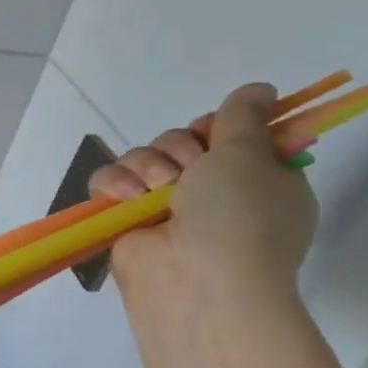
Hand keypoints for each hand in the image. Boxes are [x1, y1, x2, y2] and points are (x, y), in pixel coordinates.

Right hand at [89, 82, 317, 302]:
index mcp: (256, 178)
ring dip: (146, 167)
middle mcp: (211, 190)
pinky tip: (126, 198)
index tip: (217, 134)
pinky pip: (109, 181)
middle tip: (186, 173)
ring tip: (154, 192)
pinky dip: (114, 184)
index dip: (218, 127)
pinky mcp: (125, 219)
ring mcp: (165, 206)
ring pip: (141, 157)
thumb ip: (244, 118)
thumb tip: (258, 89)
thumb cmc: (238, 217)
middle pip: (179, 141)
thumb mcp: (250, 156)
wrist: (196, 278)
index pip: (228, 133)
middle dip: (177, 150)